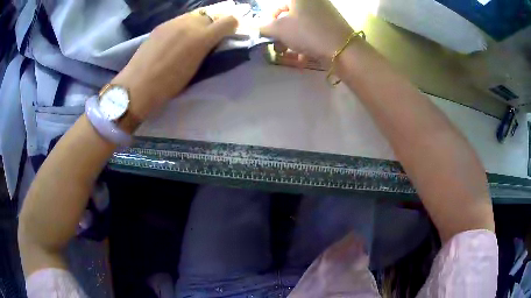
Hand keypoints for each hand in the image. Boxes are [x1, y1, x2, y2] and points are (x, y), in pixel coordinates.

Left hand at [112, 12, 237, 122]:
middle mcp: (190, 24)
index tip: (226, 37)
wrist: (137, 86)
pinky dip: (182, 27)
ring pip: (194, 16)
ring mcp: (173, 22)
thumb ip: (208, 51)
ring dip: (197, 25)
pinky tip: (174, 40)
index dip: (231, 27)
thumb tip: (214, 42)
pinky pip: (179, 21)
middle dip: (212, 26)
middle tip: (206, 40)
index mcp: (202, 38)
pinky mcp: (161, 25)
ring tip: (188, 40)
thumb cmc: (168, 86)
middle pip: (211, 16)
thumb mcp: (195, 70)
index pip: (229, 21)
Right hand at [260, 0, 352, 59]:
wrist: (343, 49)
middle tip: (278, 46)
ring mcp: (325, 14)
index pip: (278, 6)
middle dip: (281, 33)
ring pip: (302, 26)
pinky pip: (313, 32)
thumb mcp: (279, 29)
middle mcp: (313, 2)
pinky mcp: (332, 26)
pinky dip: (306, 43)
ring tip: (288, 55)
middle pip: (290, 16)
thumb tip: (254, 27)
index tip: (270, 32)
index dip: (271, 19)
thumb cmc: (307, 32)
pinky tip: (302, 57)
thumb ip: (263, 27)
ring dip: (291, 41)